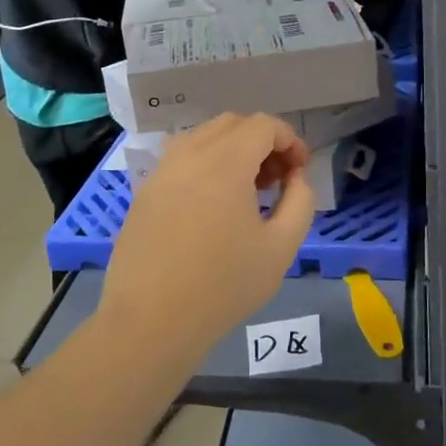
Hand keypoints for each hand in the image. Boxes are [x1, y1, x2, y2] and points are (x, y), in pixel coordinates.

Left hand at [98, 115, 313, 362]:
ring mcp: (162, 171)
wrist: (151, 321)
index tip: (300, 171)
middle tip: (277, 180)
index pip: (264, 125)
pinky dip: (206, 165)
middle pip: (233, 124)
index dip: (290, 140)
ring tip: (247, 192)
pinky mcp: (145, 192)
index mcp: (225, 162)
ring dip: (233, 150)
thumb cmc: (224, 285)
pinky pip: (181, 159)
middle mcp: (189, 154)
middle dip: (262, 142)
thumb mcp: (282, 247)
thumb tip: (295, 177)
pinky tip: (213, 206)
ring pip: (203, 137)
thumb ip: (300, 201)